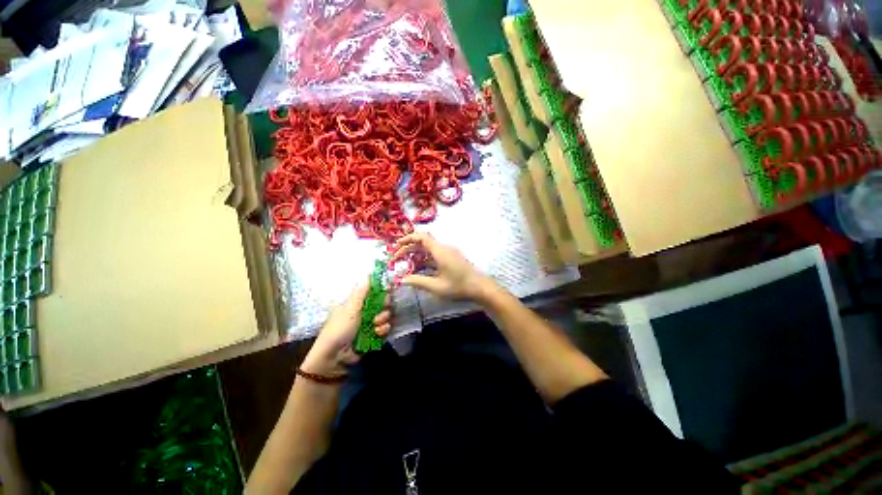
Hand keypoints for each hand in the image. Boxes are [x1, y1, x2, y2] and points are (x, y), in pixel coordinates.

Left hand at [301, 281, 391, 376]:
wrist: (335, 356)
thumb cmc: (340, 328)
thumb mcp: (350, 308)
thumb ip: (362, 293)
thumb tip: (368, 274)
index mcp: (357, 303)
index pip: (372, 291)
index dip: (381, 288)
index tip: (389, 288)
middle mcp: (365, 311)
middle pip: (382, 302)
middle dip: (384, 305)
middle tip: (384, 306)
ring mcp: (370, 324)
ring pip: (385, 315)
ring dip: (383, 319)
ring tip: (376, 324)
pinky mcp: (374, 335)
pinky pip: (385, 328)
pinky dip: (383, 330)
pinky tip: (377, 332)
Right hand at [391, 232, 492, 300]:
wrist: (480, 288)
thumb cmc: (459, 287)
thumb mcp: (436, 287)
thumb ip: (418, 281)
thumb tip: (402, 280)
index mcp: (440, 251)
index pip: (422, 237)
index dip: (408, 238)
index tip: (396, 246)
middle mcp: (444, 248)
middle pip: (423, 243)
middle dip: (408, 249)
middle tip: (396, 259)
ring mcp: (449, 253)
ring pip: (428, 249)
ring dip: (416, 255)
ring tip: (404, 265)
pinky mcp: (451, 258)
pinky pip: (435, 255)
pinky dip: (424, 260)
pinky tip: (418, 269)